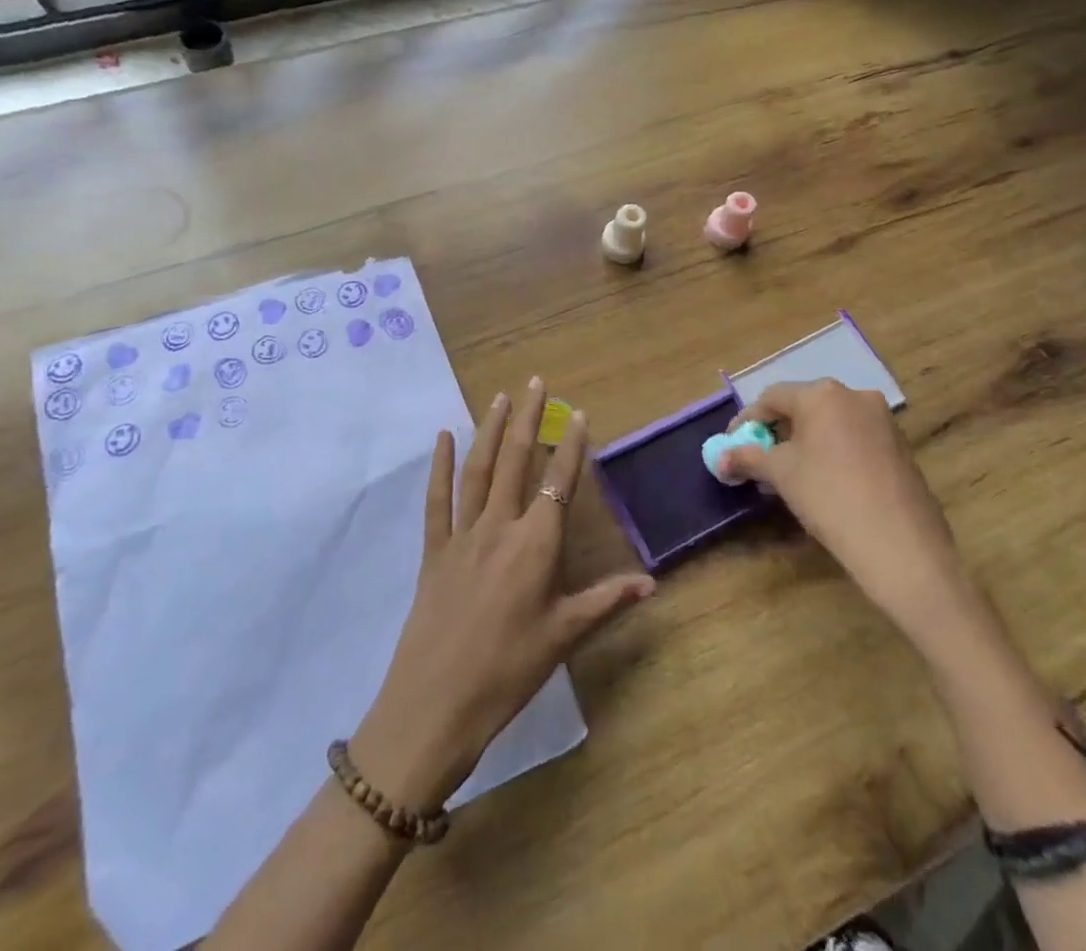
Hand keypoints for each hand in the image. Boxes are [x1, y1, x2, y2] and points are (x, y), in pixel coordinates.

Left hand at [350, 379, 655, 810]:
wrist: (436, 704)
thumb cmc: (509, 671)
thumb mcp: (564, 637)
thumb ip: (606, 601)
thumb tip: (651, 583)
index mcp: (535, 546)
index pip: (559, 484)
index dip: (571, 447)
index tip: (579, 413)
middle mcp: (499, 527)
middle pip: (516, 461)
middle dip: (528, 419)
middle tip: (536, 382)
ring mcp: (462, 534)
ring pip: (478, 470)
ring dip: (490, 430)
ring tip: (500, 396)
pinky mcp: (433, 549)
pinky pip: (437, 499)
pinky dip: (440, 466)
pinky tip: (443, 437)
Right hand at [719, 380, 973, 646]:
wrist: (902, 549)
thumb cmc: (830, 498)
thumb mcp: (781, 475)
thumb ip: (747, 458)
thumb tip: (720, 458)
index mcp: (822, 394)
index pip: (772, 398)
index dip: (747, 421)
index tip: (732, 445)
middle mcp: (855, 396)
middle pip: (803, 406)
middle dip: (777, 431)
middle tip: (759, 459)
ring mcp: (883, 421)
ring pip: (830, 423)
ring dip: (805, 442)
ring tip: (789, 474)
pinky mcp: (901, 447)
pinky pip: (854, 439)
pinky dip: (832, 452)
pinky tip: (824, 482)